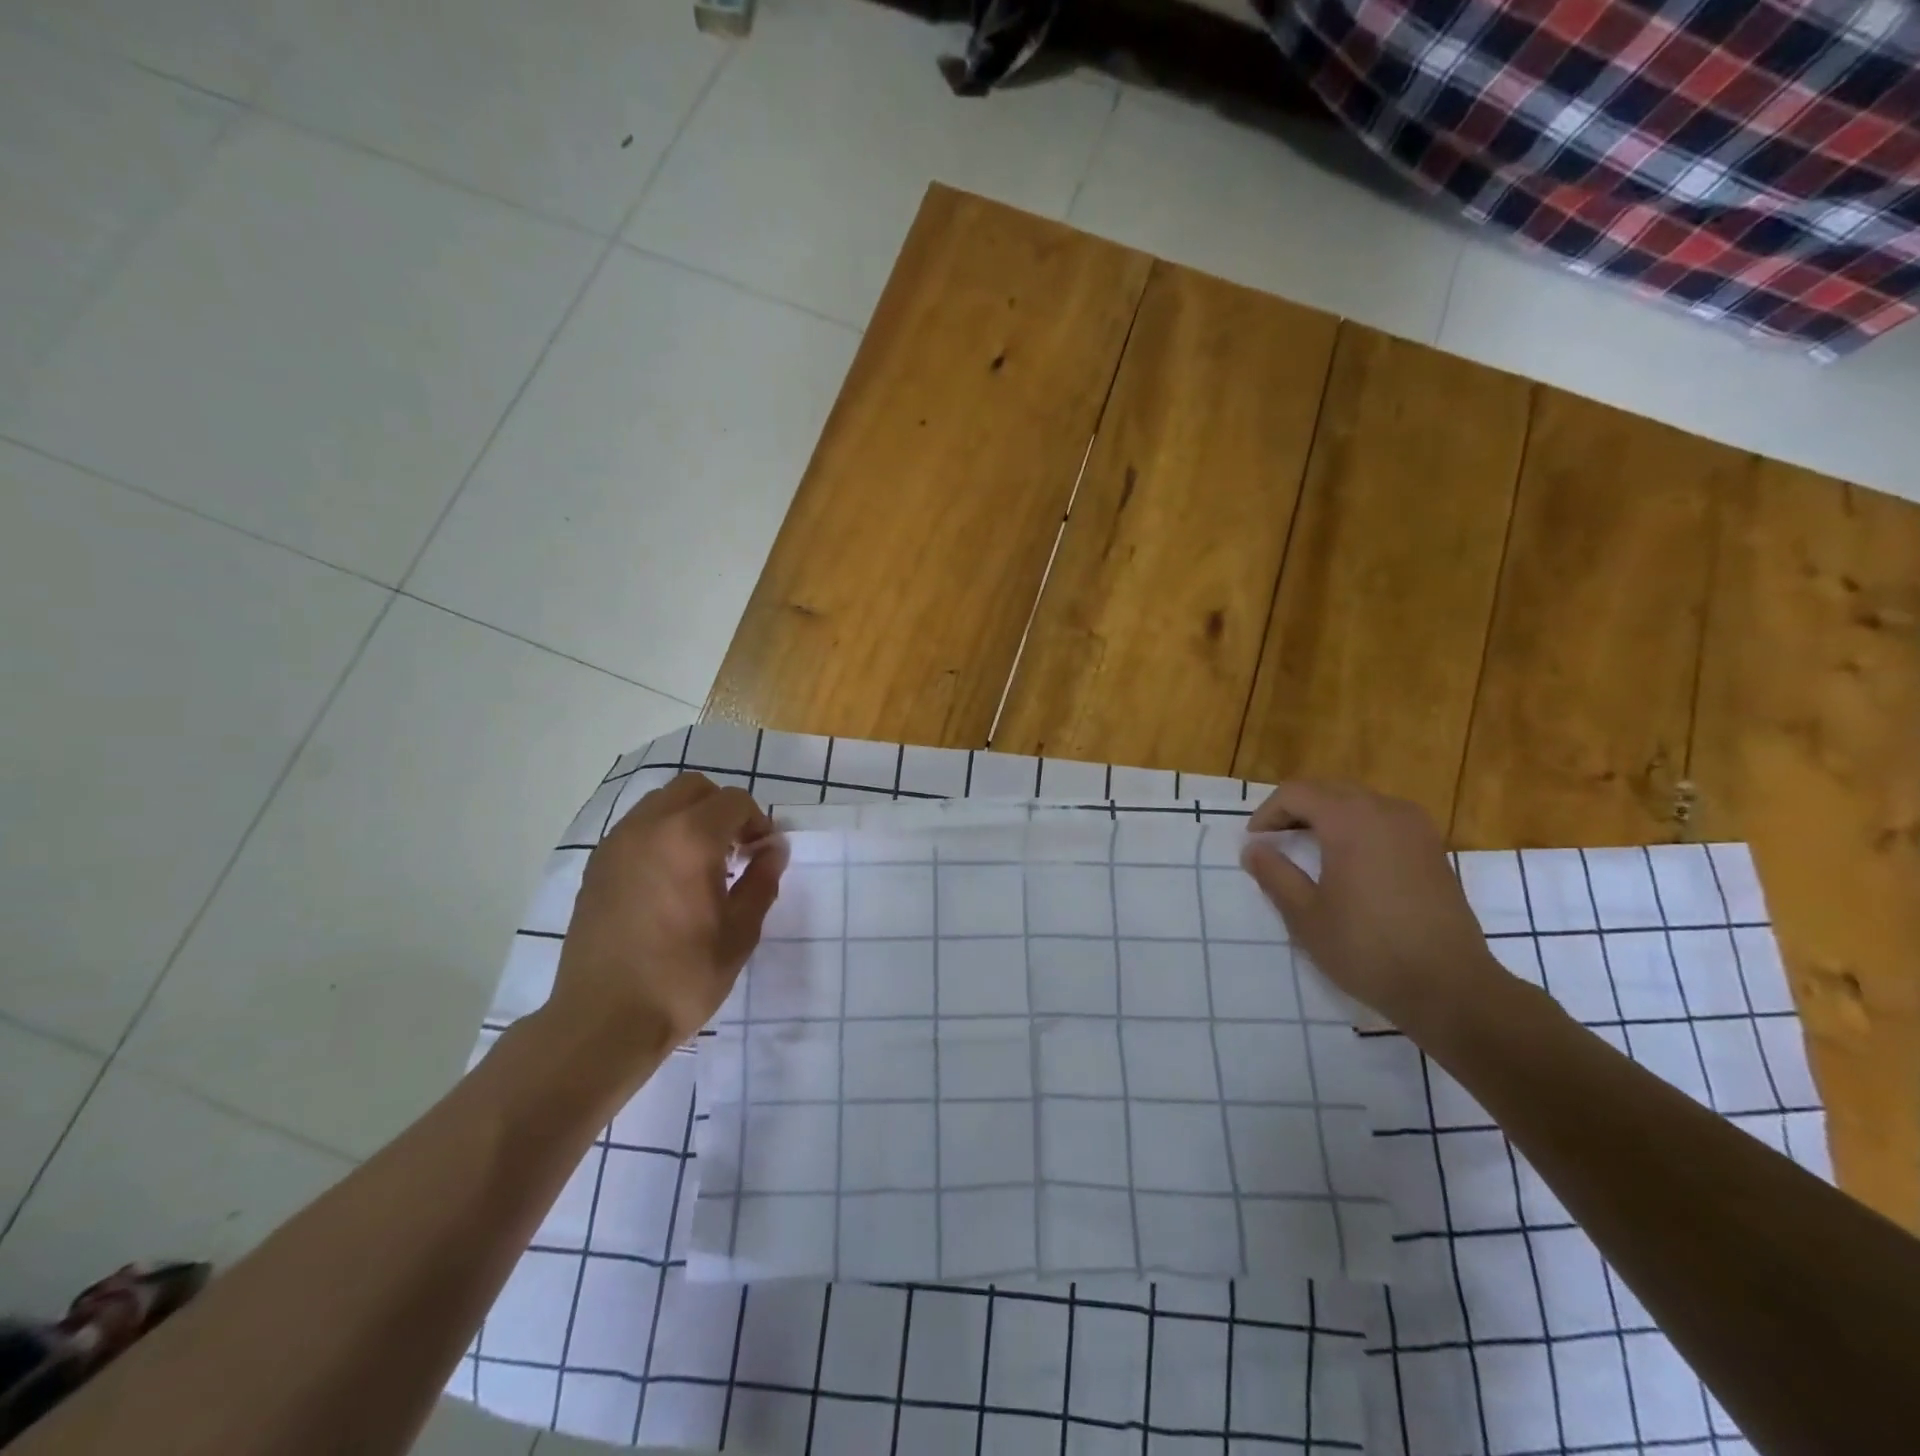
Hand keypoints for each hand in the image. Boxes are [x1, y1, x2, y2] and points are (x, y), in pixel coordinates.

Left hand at [549, 773, 785, 1056]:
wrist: (603, 1020)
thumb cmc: (682, 977)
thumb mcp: (740, 933)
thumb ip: (761, 881)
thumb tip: (773, 849)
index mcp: (690, 839)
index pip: (734, 801)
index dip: (757, 822)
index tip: (761, 855)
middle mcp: (649, 827)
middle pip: (694, 788)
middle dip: (722, 809)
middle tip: (734, 851)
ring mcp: (616, 844)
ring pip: (660, 802)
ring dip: (689, 817)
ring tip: (700, 864)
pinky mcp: (597, 866)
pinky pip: (636, 827)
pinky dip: (660, 835)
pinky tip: (668, 879)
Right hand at [1241, 781, 1505, 1032]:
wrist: (1451, 987)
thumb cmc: (1367, 949)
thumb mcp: (1306, 916)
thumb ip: (1275, 874)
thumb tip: (1253, 848)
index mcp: (1350, 820)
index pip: (1296, 793)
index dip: (1268, 813)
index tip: (1255, 843)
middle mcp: (1385, 811)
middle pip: (1329, 791)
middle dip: (1296, 810)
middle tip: (1275, 842)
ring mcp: (1416, 828)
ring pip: (1359, 802)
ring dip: (1328, 816)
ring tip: (1308, 850)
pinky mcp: (1433, 849)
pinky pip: (1384, 820)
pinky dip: (1358, 828)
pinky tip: (1349, 862)